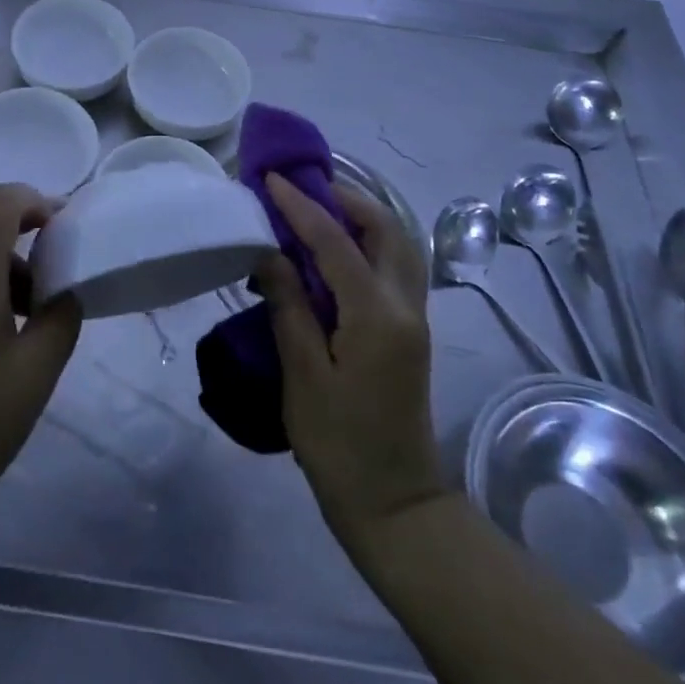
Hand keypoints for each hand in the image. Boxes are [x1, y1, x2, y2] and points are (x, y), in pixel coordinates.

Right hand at [256, 172, 440, 558]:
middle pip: (386, 228)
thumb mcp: (303, 375)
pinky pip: (395, 265)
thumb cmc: (339, 444)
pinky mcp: (411, 331)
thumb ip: (289, 306)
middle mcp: (405, 306)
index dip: (301, 206)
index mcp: (376, 316)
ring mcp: (415, 317)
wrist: (395, 505)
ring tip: (317, 209)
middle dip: (346, 197)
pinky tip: (336, 249)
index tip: (272, 178)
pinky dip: (368, 242)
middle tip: (302, 187)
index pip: (336, 241)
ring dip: (362, 216)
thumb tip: (269, 252)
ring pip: (398, 244)